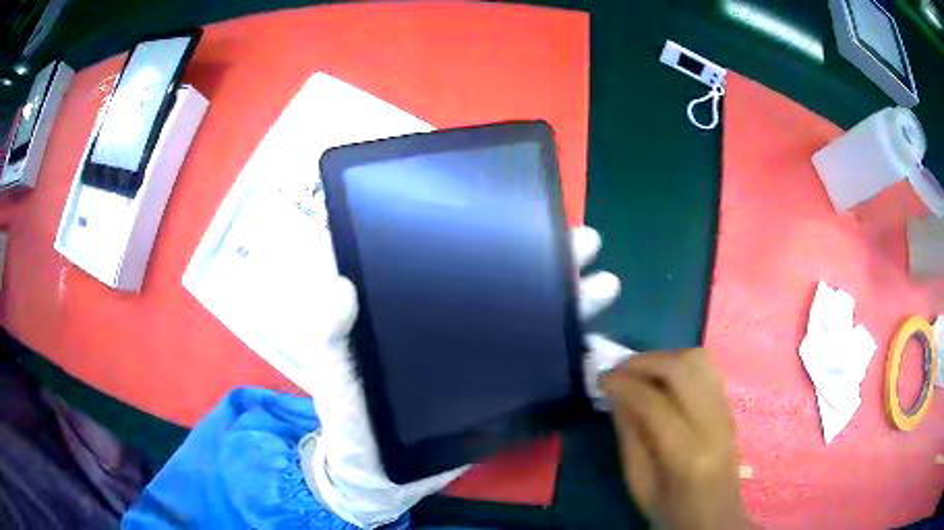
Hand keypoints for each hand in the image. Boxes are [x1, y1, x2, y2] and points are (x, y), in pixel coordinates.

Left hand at [300, 226, 619, 527]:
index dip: (495, 238)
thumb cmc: (350, 424)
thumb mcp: (333, 376)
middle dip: (551, 261)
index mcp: (420, 313)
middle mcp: (459, 328)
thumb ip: (331, 336)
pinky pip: (544, 372)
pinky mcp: (502, 396)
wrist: (377, 480)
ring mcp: (485, 361)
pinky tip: (595, 347)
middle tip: (585, 242)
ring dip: (572, 303)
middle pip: (510, 286)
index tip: (526, 215)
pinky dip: (573, 359)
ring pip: (536, 323)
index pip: (463, 265)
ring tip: (604, 284)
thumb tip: (341, 284)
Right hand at [601, 348, 746, 529]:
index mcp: (687, 454)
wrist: (714, 516)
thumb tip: (617, 395)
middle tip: (617, 370)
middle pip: (682, 369)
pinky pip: (707, 368)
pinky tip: (663, 379)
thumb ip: (629, 436)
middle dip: (644, 362)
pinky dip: (680, 363)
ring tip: (640, 372)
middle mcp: (713, 423)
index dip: (624, 385)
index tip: (601, 380)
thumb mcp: (638, 484)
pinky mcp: (730, 405)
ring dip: (663, 358)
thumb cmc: (671, 510)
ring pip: (698, 359)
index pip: (655, 403)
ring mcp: (726, 410)